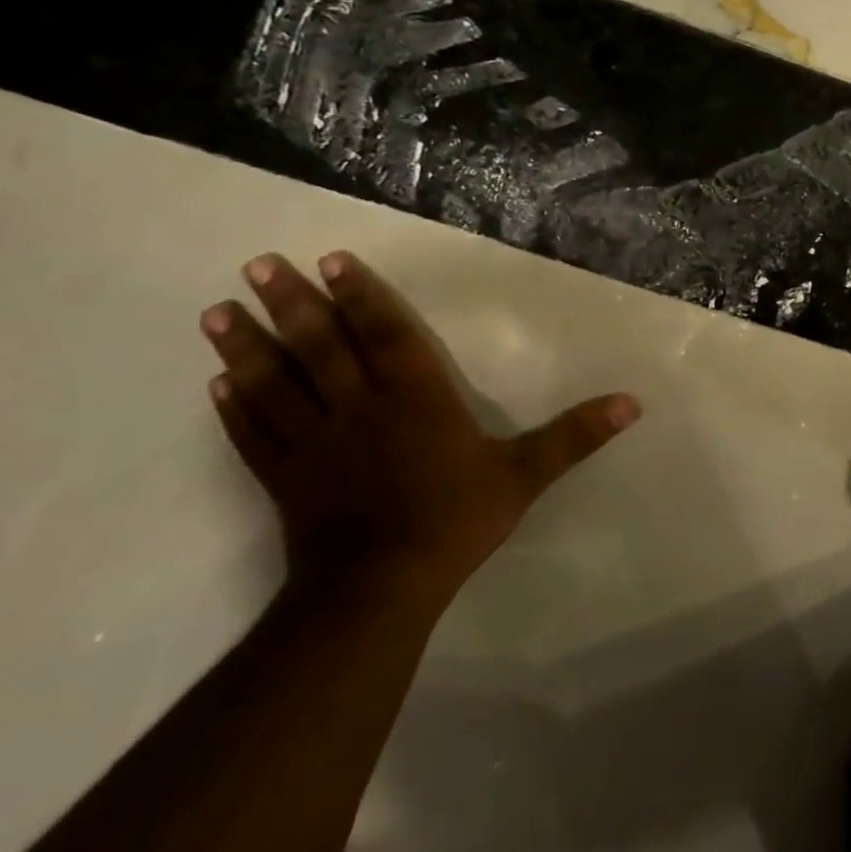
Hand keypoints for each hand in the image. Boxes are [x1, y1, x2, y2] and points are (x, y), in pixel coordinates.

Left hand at [201, 251, 639, 611]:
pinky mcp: (284, 478)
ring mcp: (313, 443)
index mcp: (415, 398)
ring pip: (275, 383)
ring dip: (247, 345)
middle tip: (259, 264)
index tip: (333, 261)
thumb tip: (633, 402)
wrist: (377, 590)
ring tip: (218, 310)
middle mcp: (358, 408)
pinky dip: (234, 407)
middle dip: (291, 303)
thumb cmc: (453, 521)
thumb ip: (574, 436)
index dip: (360, 297)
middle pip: (319, 347)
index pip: (384, 335)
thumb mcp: (525, 475)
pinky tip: (217, 384)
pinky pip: (254, 434)